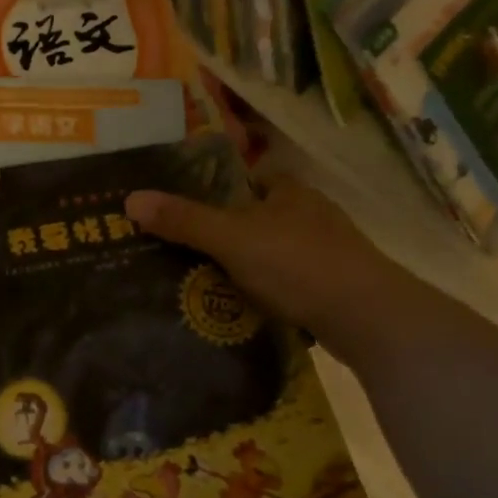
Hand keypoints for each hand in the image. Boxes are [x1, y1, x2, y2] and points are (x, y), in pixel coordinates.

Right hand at [124, 174, 419, 364]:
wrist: (366, 317)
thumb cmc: (298, 263)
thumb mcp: (232, 239)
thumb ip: (184, 220)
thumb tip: (130, 198)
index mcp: (290, 192)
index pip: (252, 180)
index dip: (222, 191)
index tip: (190, 212)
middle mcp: (311, 215)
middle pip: (260, 218)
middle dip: (229, 234)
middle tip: (187, 253)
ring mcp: (326, 253)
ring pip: (274, 253)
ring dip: (247, 266)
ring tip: (207, 286)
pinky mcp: (332, 287)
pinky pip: (288, 284)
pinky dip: (267, 293)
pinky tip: (245, 310)